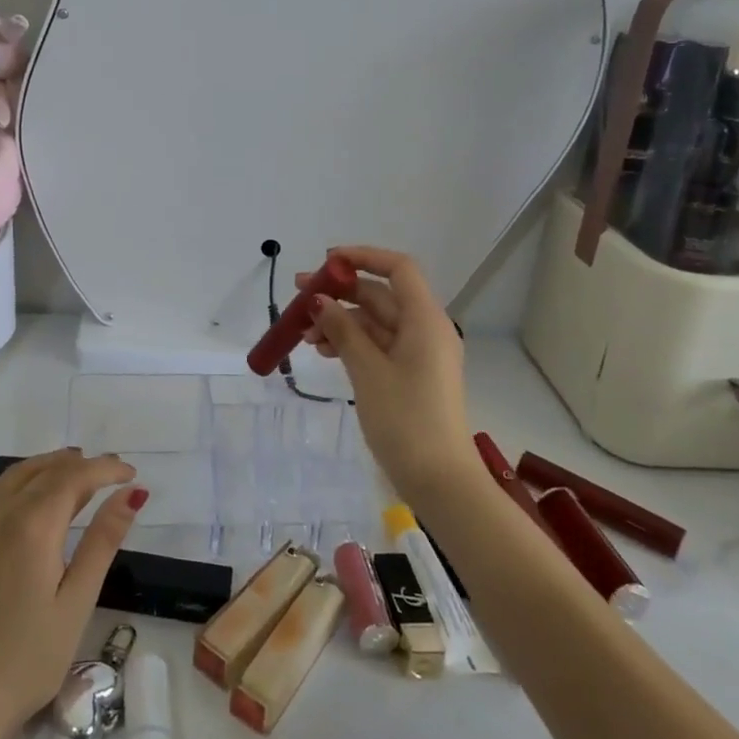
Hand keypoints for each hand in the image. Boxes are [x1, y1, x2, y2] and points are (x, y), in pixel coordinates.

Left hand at [0, 449, 146, 738]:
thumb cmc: (29, 660)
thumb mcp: (78, 601)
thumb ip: (104, 539)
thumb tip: (132, 492)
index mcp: (30, 526)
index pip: (74, 475)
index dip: (105, 468)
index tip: (129, 474)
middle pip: (43, 470)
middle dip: (79, 465)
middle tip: (108, 476)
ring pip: (13, 476)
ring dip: (47, 470)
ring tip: (75, 481)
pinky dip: (16, 486)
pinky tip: (29, 503)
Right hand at [298, 246, 474, 499]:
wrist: (439, 481)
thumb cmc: (405, 419)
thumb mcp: (367, 370)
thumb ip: (343, 330)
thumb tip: (320, 300)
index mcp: (425, 319)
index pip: (398, 268)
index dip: (363, 257)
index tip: (327, 262)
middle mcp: (426, 329)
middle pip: (381, 295)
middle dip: (340, 294)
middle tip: (299, 298)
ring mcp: (419, 354)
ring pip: (375, 322)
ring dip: (341, 322)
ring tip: (304, 335)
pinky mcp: (412, 375)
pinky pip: (378, 345)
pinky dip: (352, 343)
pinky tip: (324, 351)